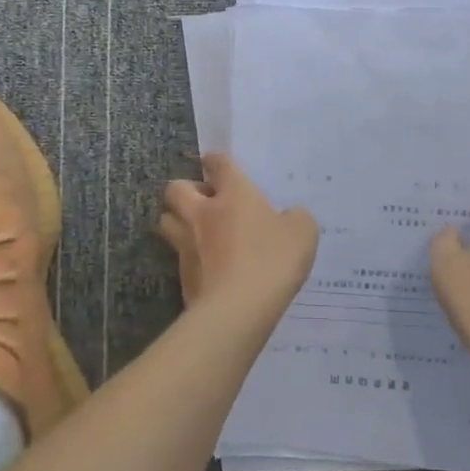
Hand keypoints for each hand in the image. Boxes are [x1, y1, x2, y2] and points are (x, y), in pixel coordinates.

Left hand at [158, 154, 318, 319]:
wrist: (238, 309)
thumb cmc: (272, 260)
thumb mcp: (302, 232)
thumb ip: (295, 218)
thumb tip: (290, 216)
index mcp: (234, 193)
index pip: (218, 164)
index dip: (216, 161)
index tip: (216, 164)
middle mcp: (203, 212)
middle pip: (175, 189)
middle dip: (184, 190)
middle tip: (203, 201)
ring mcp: (187, 244)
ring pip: (167, 221)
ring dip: (177, 221)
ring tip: (195, 231)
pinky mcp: (182, 276)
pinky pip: (178, 257)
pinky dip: (188, 258)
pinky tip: (206, 267)